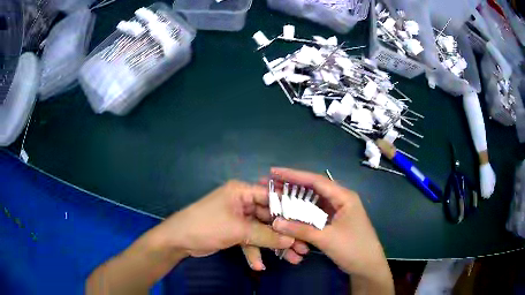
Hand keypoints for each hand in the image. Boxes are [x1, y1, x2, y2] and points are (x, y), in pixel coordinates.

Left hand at [155, 180, 294, 257]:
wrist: (179, 240)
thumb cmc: (207, 226)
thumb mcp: (238, 230)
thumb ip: (266, 235)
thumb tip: (292, 239)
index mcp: (241, 192)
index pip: (271, 197)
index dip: (290, 210)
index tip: (307, 223)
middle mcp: (241, 202)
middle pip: (269, 218)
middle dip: (284, 234)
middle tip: (302, 247)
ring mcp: (238, 218)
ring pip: (261, 232)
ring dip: (273, 246)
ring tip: (292, 259)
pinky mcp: (233, 232)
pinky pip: (249, 240)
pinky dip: (254, 252)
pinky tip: (258, 266)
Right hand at [268, 168, 392, 286]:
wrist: (367, 267)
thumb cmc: (353, 249)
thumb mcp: (327, 238)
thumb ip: (301, 229)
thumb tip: (275, 222)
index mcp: (344, 197)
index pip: (316, 180)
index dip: (294, 175)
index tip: (273, 172)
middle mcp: (340, 200)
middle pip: (313, 190)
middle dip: (291, 187)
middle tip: (269, 184)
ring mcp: (336, 212)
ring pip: (312, 203)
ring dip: (295, 201)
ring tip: (275, 197)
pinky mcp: (332, 223)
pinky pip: (314, 215)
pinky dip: (301, 215)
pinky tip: (288, 214)